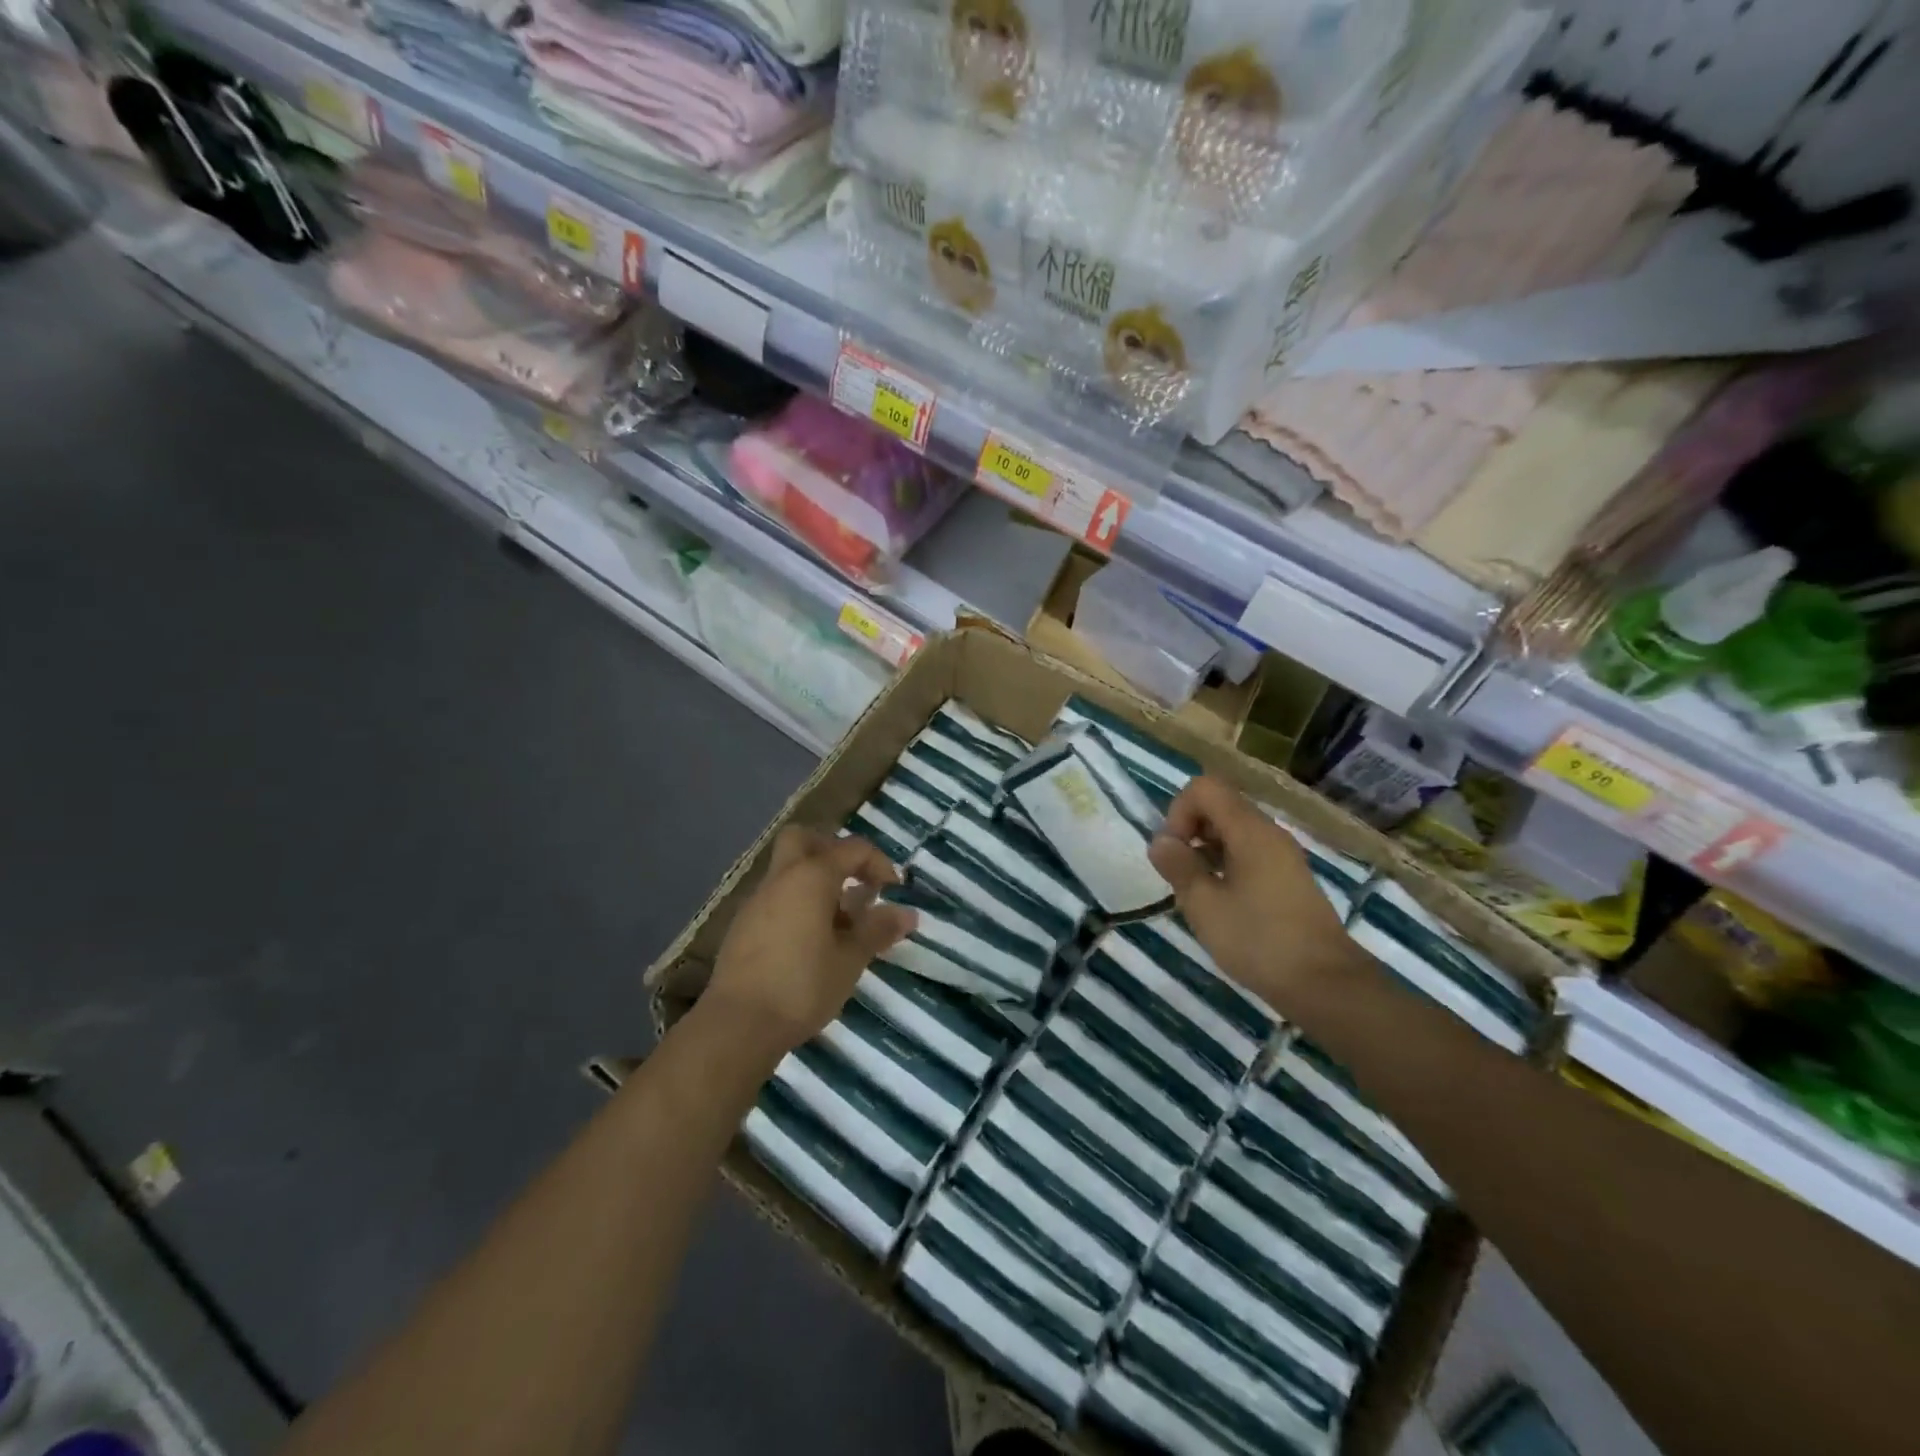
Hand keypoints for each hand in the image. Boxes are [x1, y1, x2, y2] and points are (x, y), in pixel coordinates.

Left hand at [705, 827, 915, 1057]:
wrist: (737, 1025)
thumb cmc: (802, 986)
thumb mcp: (850, 960)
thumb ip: (877, 930)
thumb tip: (907, 913)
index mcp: (811, 877)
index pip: (852, 849)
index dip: (879, 863)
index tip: (893, 891)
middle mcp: (781, 879)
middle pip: (805, 840)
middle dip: (833, 852)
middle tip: (854, 882)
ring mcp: (756, 902)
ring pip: (788, 871)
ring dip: (815, 883)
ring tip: (839, 923)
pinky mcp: (742, 927)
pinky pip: (776, 898)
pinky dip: (797, 905)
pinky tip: (810, 942)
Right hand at [1148, 777, 1355, 1011]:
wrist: (1326, 984)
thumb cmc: (1259, 941)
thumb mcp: (1204, 905)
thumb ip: (1179, 867)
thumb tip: (1160, 841)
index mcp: (1250, 831)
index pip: (1205, 788)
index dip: (1178, 812)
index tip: (1173, 852)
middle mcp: (1270, 833)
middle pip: (1220, 805)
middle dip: (1190, 830)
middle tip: (1180, 873)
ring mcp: (1283, 856)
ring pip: (1234, 830)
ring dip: (1206, 850)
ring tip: (1197, 891)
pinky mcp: (1289, 878)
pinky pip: (1250, 853)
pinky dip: (1226, 864)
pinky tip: (1222, 902)